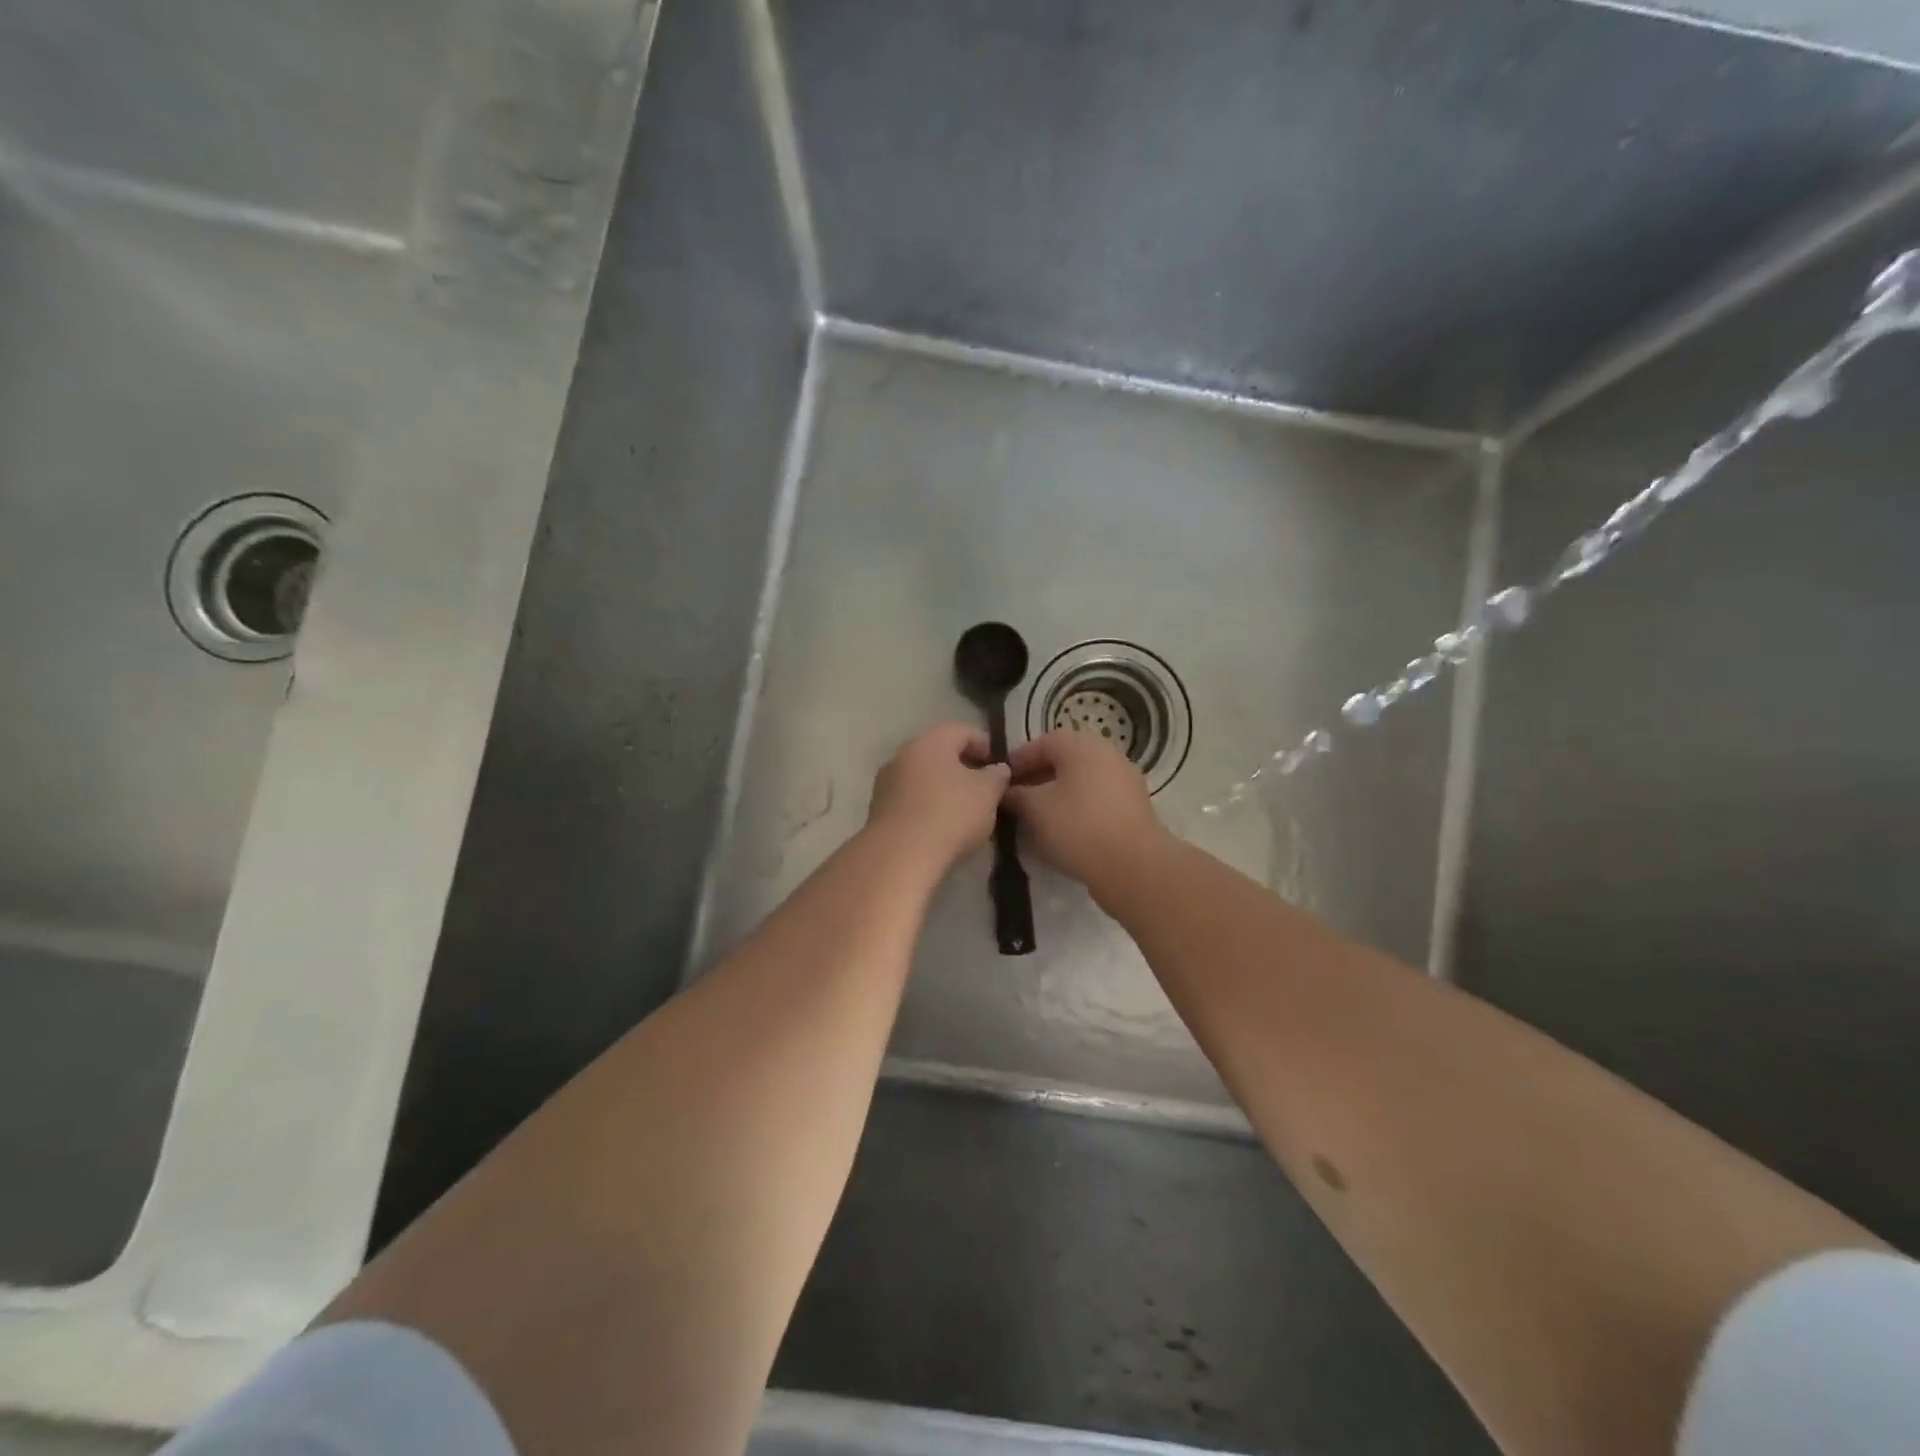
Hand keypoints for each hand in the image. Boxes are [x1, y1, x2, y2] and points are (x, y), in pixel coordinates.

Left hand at [867, 722, 1011, 869]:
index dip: (986, 745)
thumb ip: (997, 775)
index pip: (962, 731)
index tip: (1001, 767)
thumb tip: (998, 768)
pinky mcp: (878, 809)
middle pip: (939, 753)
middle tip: (985, 789)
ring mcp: (886, 782)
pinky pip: (910, 799)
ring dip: (944, 788)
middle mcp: (903, 754)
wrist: (900, 855)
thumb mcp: (987, 793)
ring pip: (923, 777)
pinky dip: (927, 806)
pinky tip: (941, 827)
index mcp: (930, 741)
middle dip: (963, 768)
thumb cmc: (950, 813)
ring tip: (965, 811)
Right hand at [1006, 730, 1169, 892]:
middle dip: (1037, 778)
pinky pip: (1097, 800)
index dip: (1018, 761)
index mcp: (1083, 745)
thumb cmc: (1078, 827)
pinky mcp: (1134, 808)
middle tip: (1016, 800)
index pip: (1042, 743)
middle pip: (1064, 760)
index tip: (1000, 782)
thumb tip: (1005, 790)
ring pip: (1081, 781)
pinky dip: (1078, 808)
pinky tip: (1064, 831)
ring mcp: (1125, 781)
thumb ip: (1016, 794)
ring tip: (1036, 818)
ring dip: (1058, 794)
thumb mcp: (1035, 809)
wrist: (1133, 867)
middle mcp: (1108, 754)